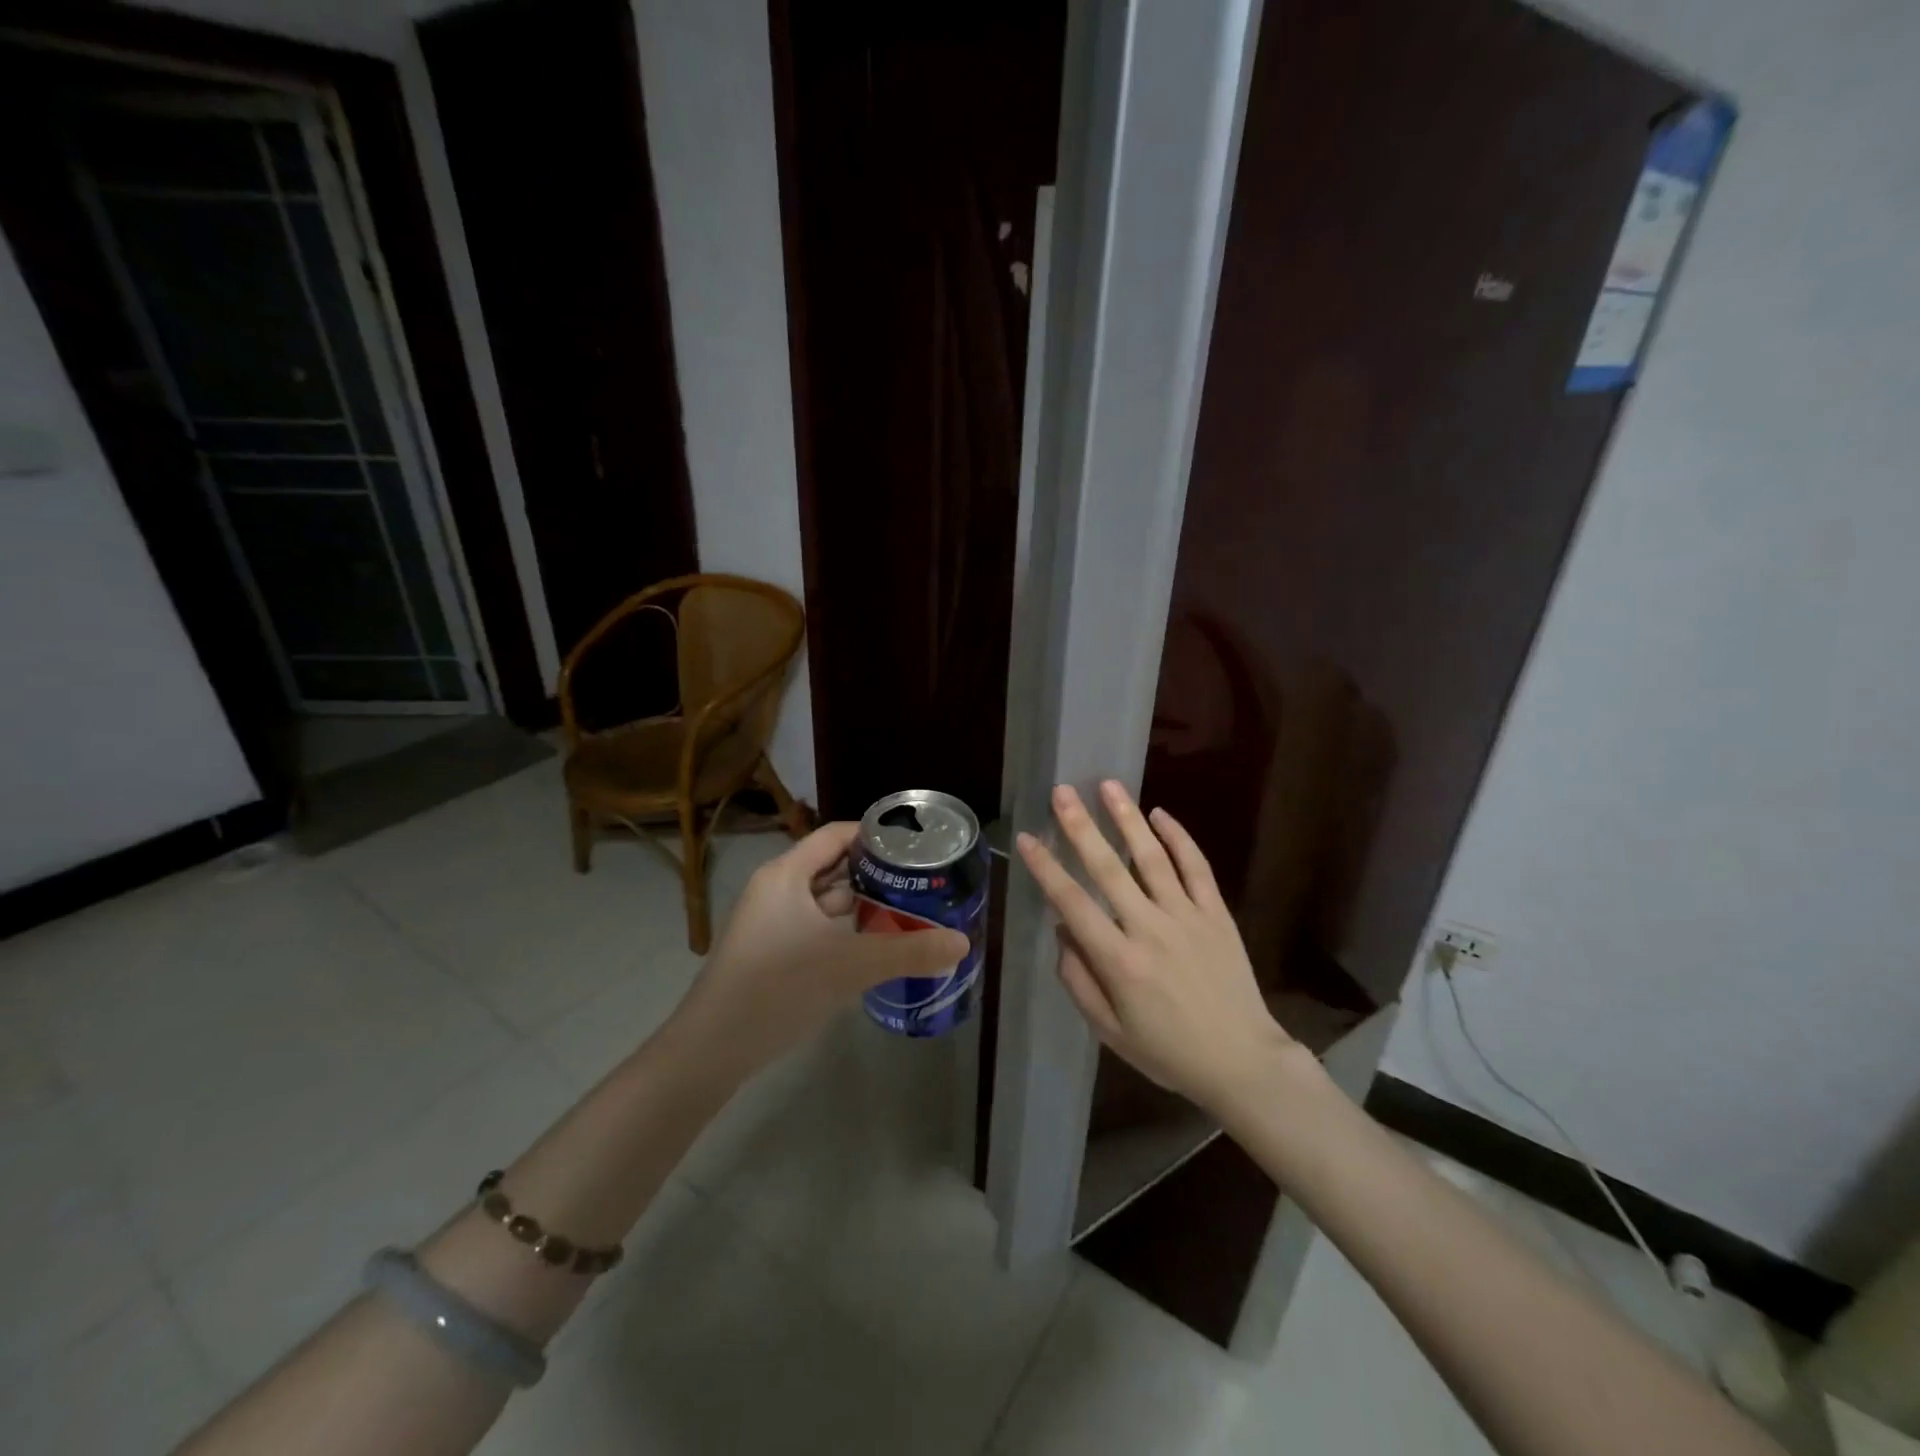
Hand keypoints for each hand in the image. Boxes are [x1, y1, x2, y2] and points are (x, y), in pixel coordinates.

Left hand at [666, 821, 969, 1078]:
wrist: (711, 1051)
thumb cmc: (778, 988)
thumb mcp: (849, 966)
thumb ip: (909, 951)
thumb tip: (963, 943)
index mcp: (787, 874)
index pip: (836, 835)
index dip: (875, 835)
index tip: (916, 845)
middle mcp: (777, 890)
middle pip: (834, 867)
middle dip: (877, 874)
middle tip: (923, 880)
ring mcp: (772, 923)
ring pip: (826, 902)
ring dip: (863, 905)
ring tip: (910, 909)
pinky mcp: (773, 953)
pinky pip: (817, 928)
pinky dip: (846, 931)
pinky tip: (877, 946)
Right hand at [1016, 781, 1299, 1115]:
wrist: (1242, 1061)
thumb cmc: (1169, 1051)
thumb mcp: (1110, 1032)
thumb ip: (1079, 980)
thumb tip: (1063, 929)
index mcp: (1120, 961)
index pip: (1073, 902)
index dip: (1046, 868)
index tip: (1028, 838)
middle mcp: (1150, 929)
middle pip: (1108, 868)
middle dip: (1081, 827)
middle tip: (1062, 792)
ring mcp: (1187, 917)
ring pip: (1152, 858)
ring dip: (1127, 819)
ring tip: (1108, 785)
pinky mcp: (1216, 914)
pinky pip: (1196, 867)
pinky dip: (1179, 838)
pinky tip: (1160, 814)